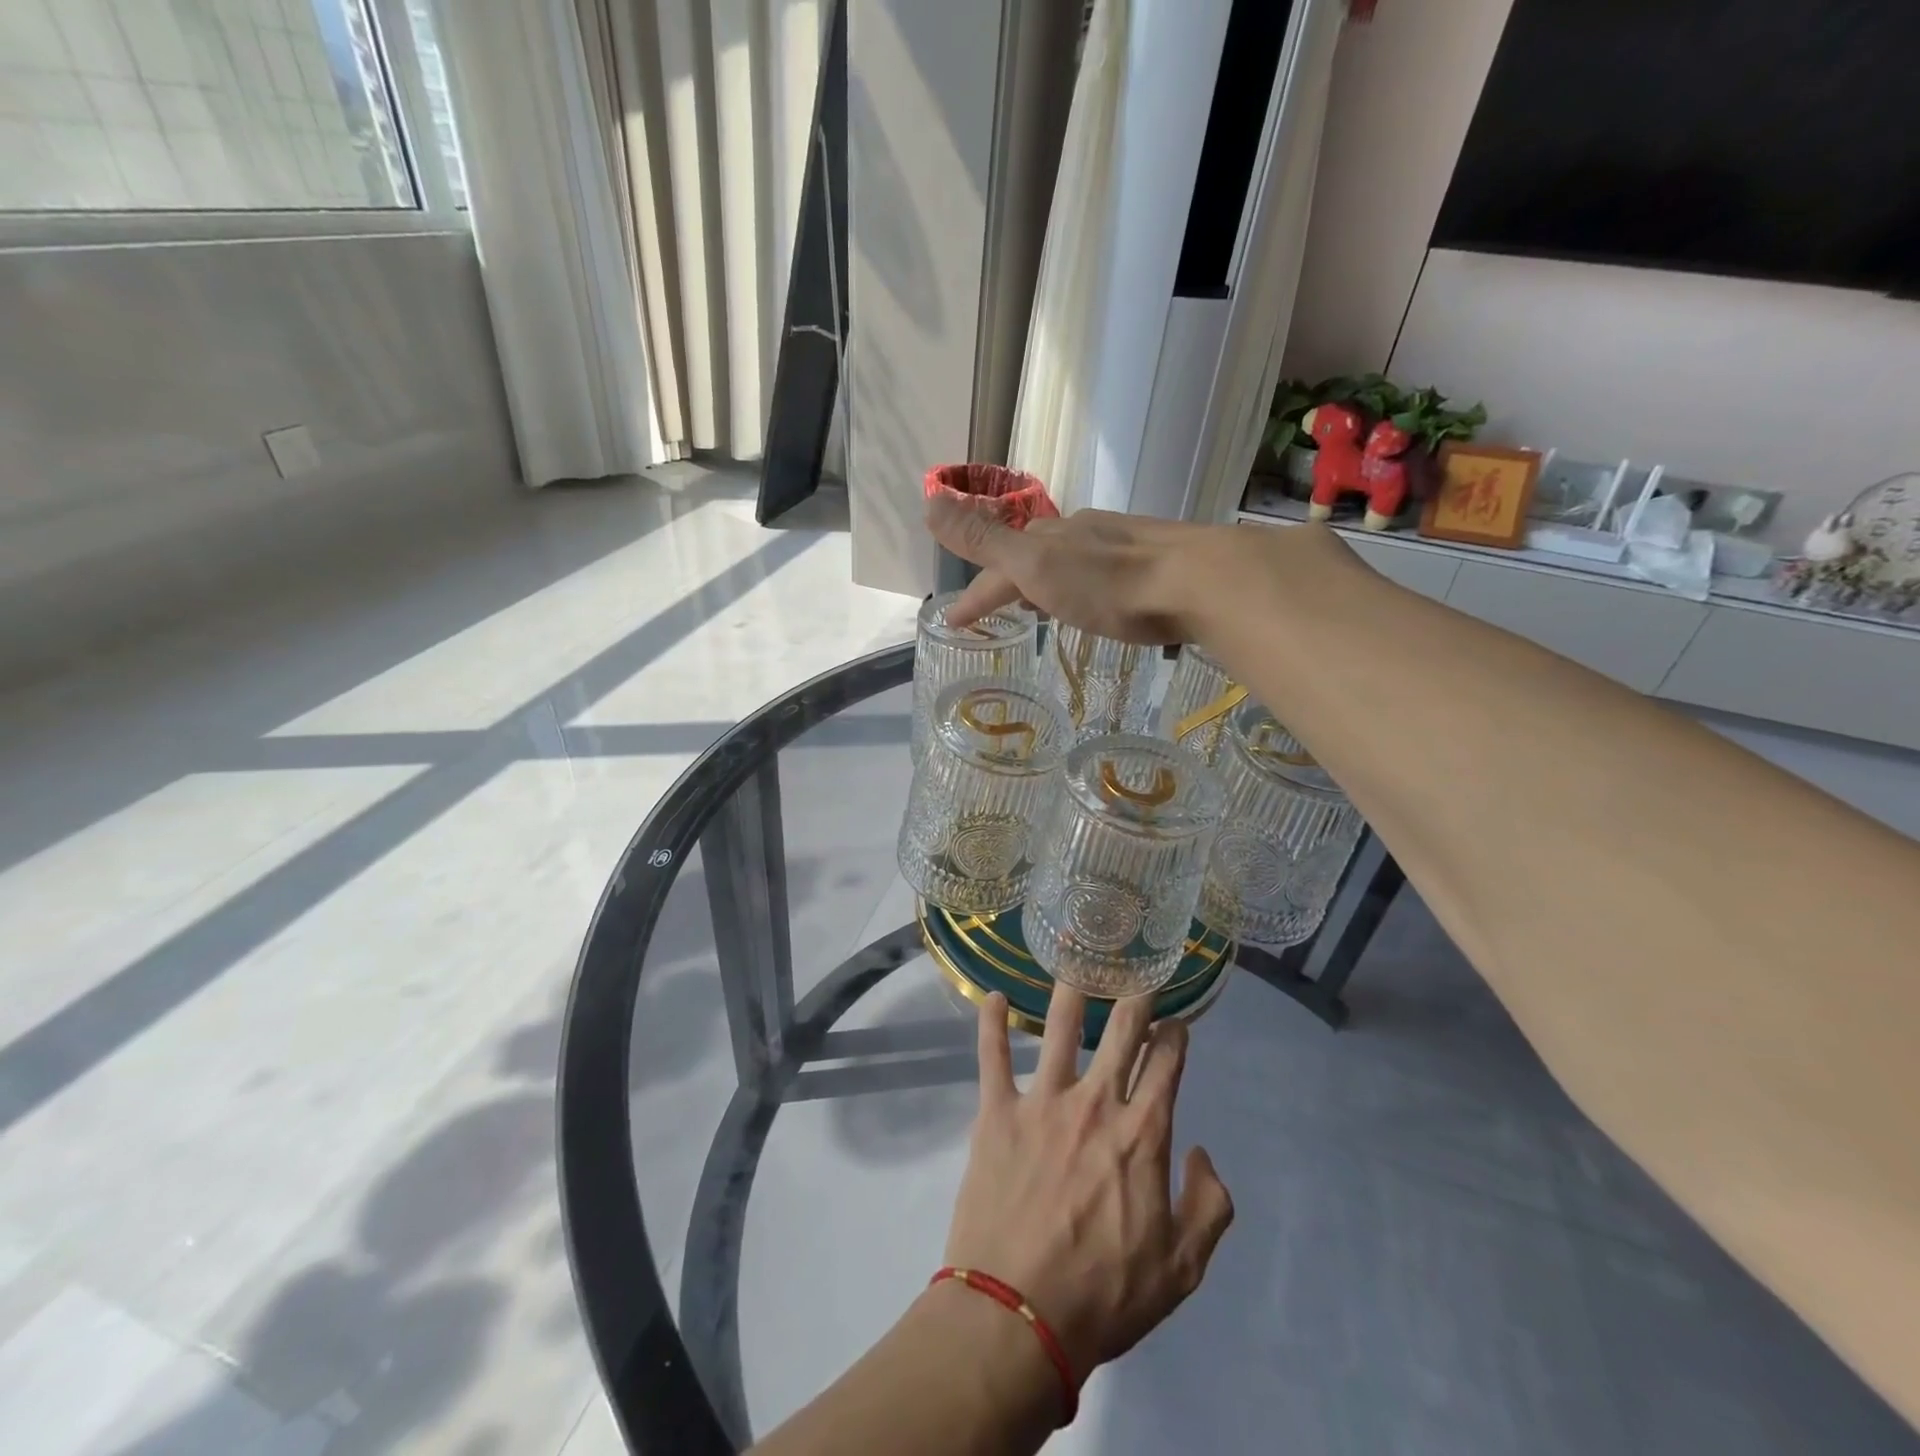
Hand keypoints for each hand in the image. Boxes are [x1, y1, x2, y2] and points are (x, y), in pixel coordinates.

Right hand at [926, 492, 1242, 641]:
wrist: (1196, 582)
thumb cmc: (1108, 583)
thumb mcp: (1035, 565)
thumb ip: (983, 539)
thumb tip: (928, 499)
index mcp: (1048, 538)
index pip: (996, 566)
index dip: (973, 595)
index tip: (953, 623)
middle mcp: (1079, 534)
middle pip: (1031, 556)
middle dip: (1007, 580)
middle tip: (994, 609)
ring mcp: (1117, 544)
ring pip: (1067, 560)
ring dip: (1044, 582)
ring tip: (1039, 607)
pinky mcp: (1150, 561)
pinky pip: (1099, 570)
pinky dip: (1080, 584)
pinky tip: (1094, 599)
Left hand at [943, 987, 1235, 1382]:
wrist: (1018, 1315)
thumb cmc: (1104, 1295)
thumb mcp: (1182, 1269)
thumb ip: (1208, 1207)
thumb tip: (1201, 1152)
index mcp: (1142, 1134)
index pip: (1166, 1065)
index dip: (1174, 1035)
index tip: (1176, 1021)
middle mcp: (1096, 1103)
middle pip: (1120, 1031)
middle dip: (1134, 996)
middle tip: (1137, 970)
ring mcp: (1043, 1102)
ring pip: (1059, 1028)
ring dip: (1070, 991)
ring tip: (1074, 958)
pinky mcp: (997, 1112)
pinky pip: (992, 1056)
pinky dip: (991, 1023)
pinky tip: (991, 996)